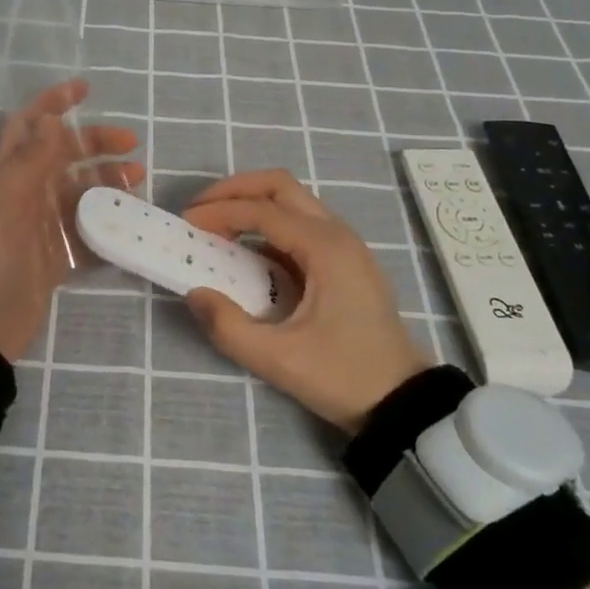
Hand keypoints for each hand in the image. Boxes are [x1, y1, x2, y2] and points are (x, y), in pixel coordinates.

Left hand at [0, 79, 142, 361]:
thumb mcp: (6, 201)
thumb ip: (31, 159)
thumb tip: (51, 118)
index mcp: (6, 175)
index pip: (30, 127)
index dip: (54, 103)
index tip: (85, 88)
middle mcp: (24, 196)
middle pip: (63, 158)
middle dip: (95, 145)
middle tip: (131, 146)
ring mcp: (40, 229)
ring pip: (79, 195)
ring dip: (107, 184)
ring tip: (137, 182)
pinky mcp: (54, 260)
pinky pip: (86, 236)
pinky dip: (107, 228)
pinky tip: (130, 222)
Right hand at [182, 169, 432, 430]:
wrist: (403, 402)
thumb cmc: (344, 376)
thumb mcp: (279, 359)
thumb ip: (229, 326)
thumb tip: (194, 292)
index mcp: (325, 248)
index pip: (262, 210)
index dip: (219, 212)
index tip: (186, 224)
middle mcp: (337, 234)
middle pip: (279, 186)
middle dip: (234, 191)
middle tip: (199, 211)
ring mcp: (344, 244)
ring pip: (291, 200)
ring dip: (251, 203)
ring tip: (215, 226)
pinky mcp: (344, 260)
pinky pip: (300, 223)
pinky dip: (267, 224)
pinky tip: (245, 250)